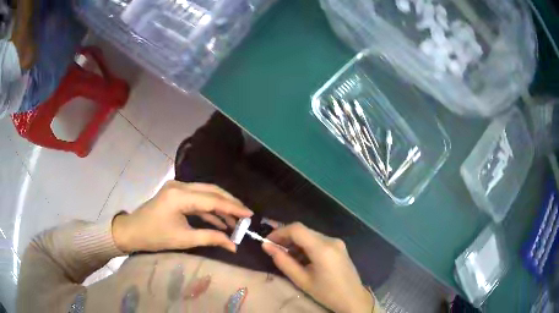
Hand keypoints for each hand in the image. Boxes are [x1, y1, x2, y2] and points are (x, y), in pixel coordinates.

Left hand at [112, 181, 252, 253]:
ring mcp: (177, 188)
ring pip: (206, 193)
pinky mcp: (176, 194)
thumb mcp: (183, 239)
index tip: (249, 215)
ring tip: (235, 220)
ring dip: (220, 206)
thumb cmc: (155, 236)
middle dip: (229, 203)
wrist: (132, 231)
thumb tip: (233, 245)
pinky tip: (220, 221)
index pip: (212, 200)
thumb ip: (210, 238)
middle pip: (211, 190)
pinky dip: (209, 209)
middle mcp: (180, 186)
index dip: (232, 208)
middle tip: (245, 215)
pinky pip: (197, 199)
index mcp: (180, 196)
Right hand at [262, 223, 374, 312]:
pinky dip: (306, 246)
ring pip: (310, 235)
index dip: (279, 232)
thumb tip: (266, 246)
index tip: (267, 242)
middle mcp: (331, 240)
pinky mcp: (339, 246)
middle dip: (286, 237)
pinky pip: (318, 240)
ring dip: (296, 242)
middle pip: (303, 230)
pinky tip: (301, 258)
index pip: (297, 229)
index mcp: (323, 248)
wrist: (352, 299)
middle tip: (274, 250)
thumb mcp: (301, 280)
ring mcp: (337, 242)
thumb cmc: (326, 293)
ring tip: (286, 256)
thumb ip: (283, 262)